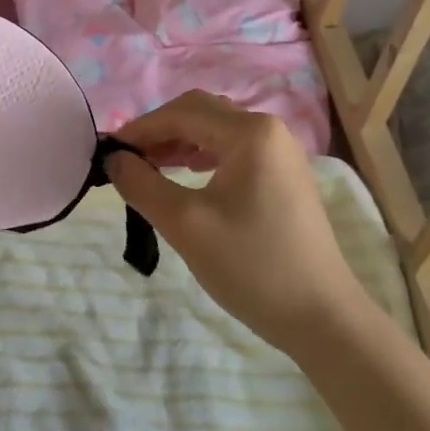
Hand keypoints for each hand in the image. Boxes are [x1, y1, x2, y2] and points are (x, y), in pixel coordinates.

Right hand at [107, 92, 365, 354]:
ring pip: (216, 130)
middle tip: (127, 159)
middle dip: (159, 131)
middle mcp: (269, 129)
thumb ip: (142, 184)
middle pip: (200, 113)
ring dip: (179, 142)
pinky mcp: (284, 174)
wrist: (321, 317)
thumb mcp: (185, 225)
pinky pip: (233, 149)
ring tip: (148, 167)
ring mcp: (280, 151)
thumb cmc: (251, 266)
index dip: (140, 129)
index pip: (181, 114)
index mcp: (249, 132)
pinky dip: (202, 155)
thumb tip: (113, 159)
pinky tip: (184, 175)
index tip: (108, 152)